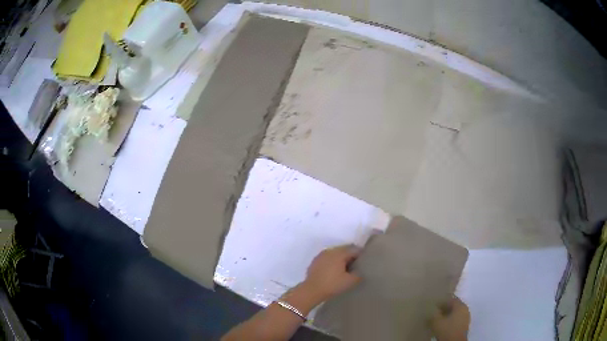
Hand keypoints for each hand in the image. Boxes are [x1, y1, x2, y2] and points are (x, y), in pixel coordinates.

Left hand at [302, 245, 361, 301]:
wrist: (311, 290)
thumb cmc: (332, 284)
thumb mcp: (350, 281)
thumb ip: (358, 274)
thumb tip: (360, 271)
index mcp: (339, 253)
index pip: (354, 249)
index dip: (360, 256)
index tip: (363, 263)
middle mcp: (330, 251)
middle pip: (344, 250)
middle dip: (350, 257)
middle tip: (355, 266)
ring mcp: (321, 255)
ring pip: (335, 254)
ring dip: (340, 259)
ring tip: (344, 270)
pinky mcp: (315, 261)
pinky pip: (327, 259)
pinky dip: (332, 262)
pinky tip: (333, 272)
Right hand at [431, 296, 469, 340]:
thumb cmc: (447, 330)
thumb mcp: (436, 321)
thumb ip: (434, 313)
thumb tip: (432, 309)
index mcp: (461, 305)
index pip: (451, 299)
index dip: (442, 302)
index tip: (434, 306)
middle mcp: (465, 309)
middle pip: (454, 306)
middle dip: (445, 309)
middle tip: (435, 312)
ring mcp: (466, 317)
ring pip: (455, 313)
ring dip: (447, 315)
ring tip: (438, 319)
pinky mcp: (464, 325)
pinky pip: (457, 319)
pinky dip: (451, 320)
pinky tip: (444, 324)